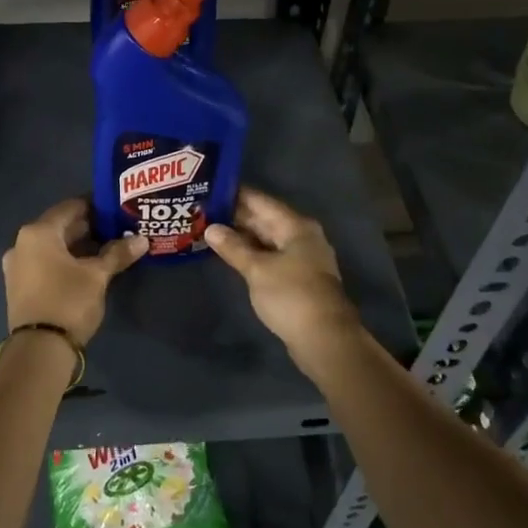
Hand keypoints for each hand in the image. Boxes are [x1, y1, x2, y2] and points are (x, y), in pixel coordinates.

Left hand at [2, 197, 146, 343]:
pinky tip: (88, 268)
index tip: (117, 210)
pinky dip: (65, 261)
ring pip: (53, 247)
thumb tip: (142, 239)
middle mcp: (22, 243)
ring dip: (78, 246)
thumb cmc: (68, 301)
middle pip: (60, 227)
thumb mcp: (97, 275)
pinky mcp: (20, 286)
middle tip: (118, 229)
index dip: (95, 206)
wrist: (39, 349)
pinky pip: (46, 263)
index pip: (71, 207)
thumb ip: (118, 253)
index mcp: (38, 232)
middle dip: (89, 228)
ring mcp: (18, 266)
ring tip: (108, 249)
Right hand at [205, 187, 360, 358]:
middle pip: (264, 219)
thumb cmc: (291, 296)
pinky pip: (270, 256)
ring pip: (266, 239)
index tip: (209, 189)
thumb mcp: (257, 269)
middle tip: (202, 210)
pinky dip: (251, 253)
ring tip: (209, 230)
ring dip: (241, 236)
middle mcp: (301, 236)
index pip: (260, 201)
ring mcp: (301, 258)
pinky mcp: (297, 278)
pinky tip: (230, 255)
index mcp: (295, 226)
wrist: (324, 338)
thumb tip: (211, 228)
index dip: (235, 194)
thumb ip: (233, 247)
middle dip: (235, 215)